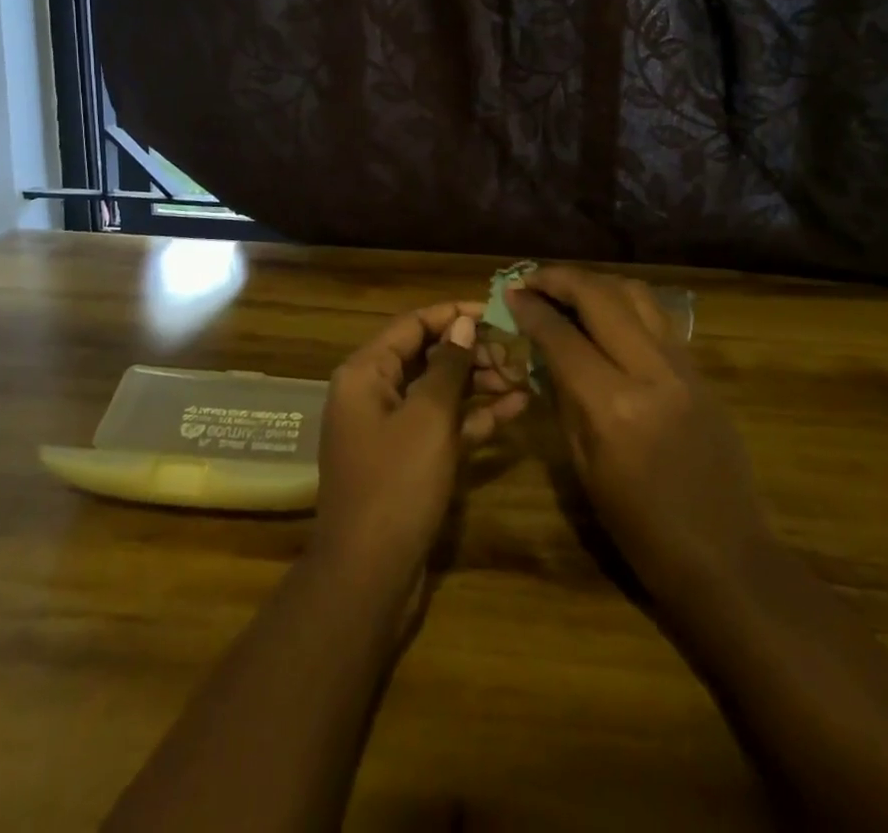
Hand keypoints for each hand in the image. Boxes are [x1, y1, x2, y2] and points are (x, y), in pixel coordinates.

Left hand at [311, 301, 527, 589]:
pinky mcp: (408, 459)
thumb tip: (463, 323)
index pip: (412, 325)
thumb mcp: (428, 417)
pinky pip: (442, 424)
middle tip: (515, 353)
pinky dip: (474, 416)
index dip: (453, 315)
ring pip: (439, 390)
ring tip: (522, 377)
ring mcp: (390, 428)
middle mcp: (373, 393)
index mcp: (365, 373)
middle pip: (427, 356)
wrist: (368, 576)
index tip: (496, 312)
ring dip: (478, 382)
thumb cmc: (396, 483)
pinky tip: (516, 408)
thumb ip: (448, 365)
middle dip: (471, 351)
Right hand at [508, 268, 771, 615]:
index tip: (510, 293)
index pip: (562, 336)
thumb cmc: (641, 529)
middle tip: (531, 279)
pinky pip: (658, 316)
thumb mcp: (585, 468)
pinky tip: (607, 312)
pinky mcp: (701, 370)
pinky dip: (625, 301)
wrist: (726, 557)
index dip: (531, 309)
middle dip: (560, 279)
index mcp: (613, 406)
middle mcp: (650, 372)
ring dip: (596, 282)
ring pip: (636, 293)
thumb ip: (565, 398)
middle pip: (600, 296)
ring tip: (568, 289)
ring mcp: (682, 366)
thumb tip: (545, 351)